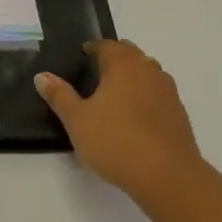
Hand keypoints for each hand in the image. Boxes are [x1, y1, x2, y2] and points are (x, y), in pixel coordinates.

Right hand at [36, 40, 211, 212]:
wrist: (168, 176)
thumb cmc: (116, 142)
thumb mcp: (77, 120)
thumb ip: (59, 96)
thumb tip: (42, 76)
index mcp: (122, 66)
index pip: (107, 45)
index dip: (93, 47)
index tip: (82, 54)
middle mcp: (148, 71)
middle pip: (131, 53)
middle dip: (114, 57)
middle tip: (96, 70)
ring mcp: (168, 91)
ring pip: (148, 71)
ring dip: (133, 74)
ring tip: (115, 91)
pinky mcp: (179, 113)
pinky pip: (158, 92)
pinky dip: (145, 94)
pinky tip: (135, 115)